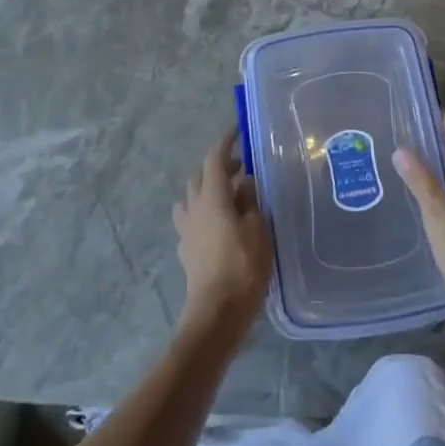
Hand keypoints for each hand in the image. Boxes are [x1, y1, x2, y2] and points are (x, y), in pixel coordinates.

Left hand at [173, 131, 271, 344]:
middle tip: (240, 168)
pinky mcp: (186, 252)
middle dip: (218, 167)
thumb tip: (244, 184)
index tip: (236, 131)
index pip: (214, 159)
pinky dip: (202, 214)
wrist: (216, 314)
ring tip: (227, 197)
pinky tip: (217, 226)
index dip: (225, 143)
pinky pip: (190, 221)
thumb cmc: (243, 267)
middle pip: (200, 176)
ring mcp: (187, 230)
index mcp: (212, 197)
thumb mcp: (258, 230)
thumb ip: (250, 202)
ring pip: (191, 198)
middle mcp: (194, 208)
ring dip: (206, 190)